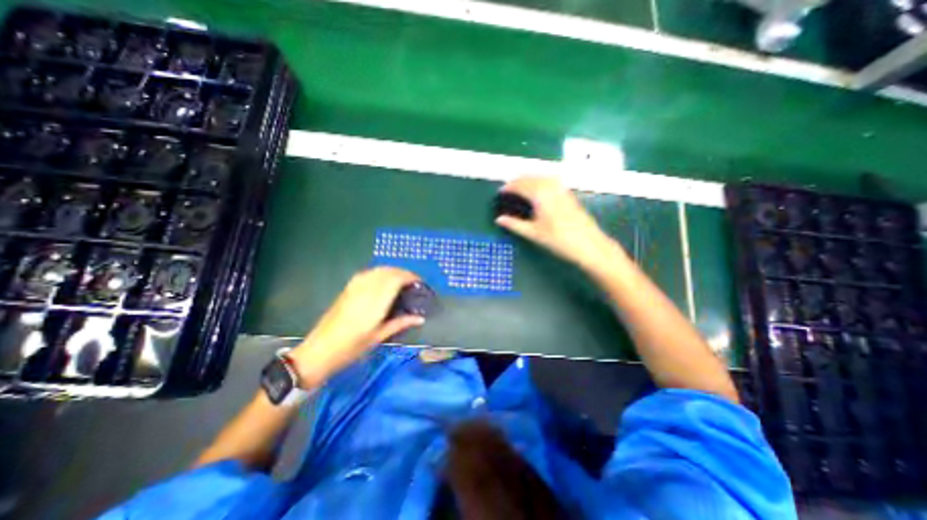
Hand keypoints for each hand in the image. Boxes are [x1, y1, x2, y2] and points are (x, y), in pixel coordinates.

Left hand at [289, 268, 421, 385]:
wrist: (319, 351)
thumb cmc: (351, 348)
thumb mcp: (378, 337)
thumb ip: (400, 323)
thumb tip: (420, 318)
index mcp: (375, 303)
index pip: (395, 279)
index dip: (409, 277)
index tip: (420, 282)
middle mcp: (365, 290)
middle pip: (388, 271)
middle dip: (403, 272)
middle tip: (413, 282)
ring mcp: (354, 288)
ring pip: (377, 270)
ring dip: (392, 271)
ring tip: (401, 280)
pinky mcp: (347, 289)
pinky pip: (367, 273)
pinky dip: (379, 272)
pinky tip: (382, 280)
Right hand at [496, 176, 618, 269]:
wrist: (589, 245)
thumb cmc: (558, 240)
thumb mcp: (533, 233)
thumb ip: (514, 224)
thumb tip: (499, 219)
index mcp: (540, 195)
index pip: (521, 185)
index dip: (509, 187)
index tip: (500, 192)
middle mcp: (551, 187)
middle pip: (531, 177)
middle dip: (518, 180)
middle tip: (508, 188)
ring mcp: (562, 189)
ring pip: (542, 177)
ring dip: (530, 178)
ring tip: (521, 187)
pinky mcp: (569, 194)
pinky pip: (552, 181)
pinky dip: (541, 181)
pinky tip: (539, 189)